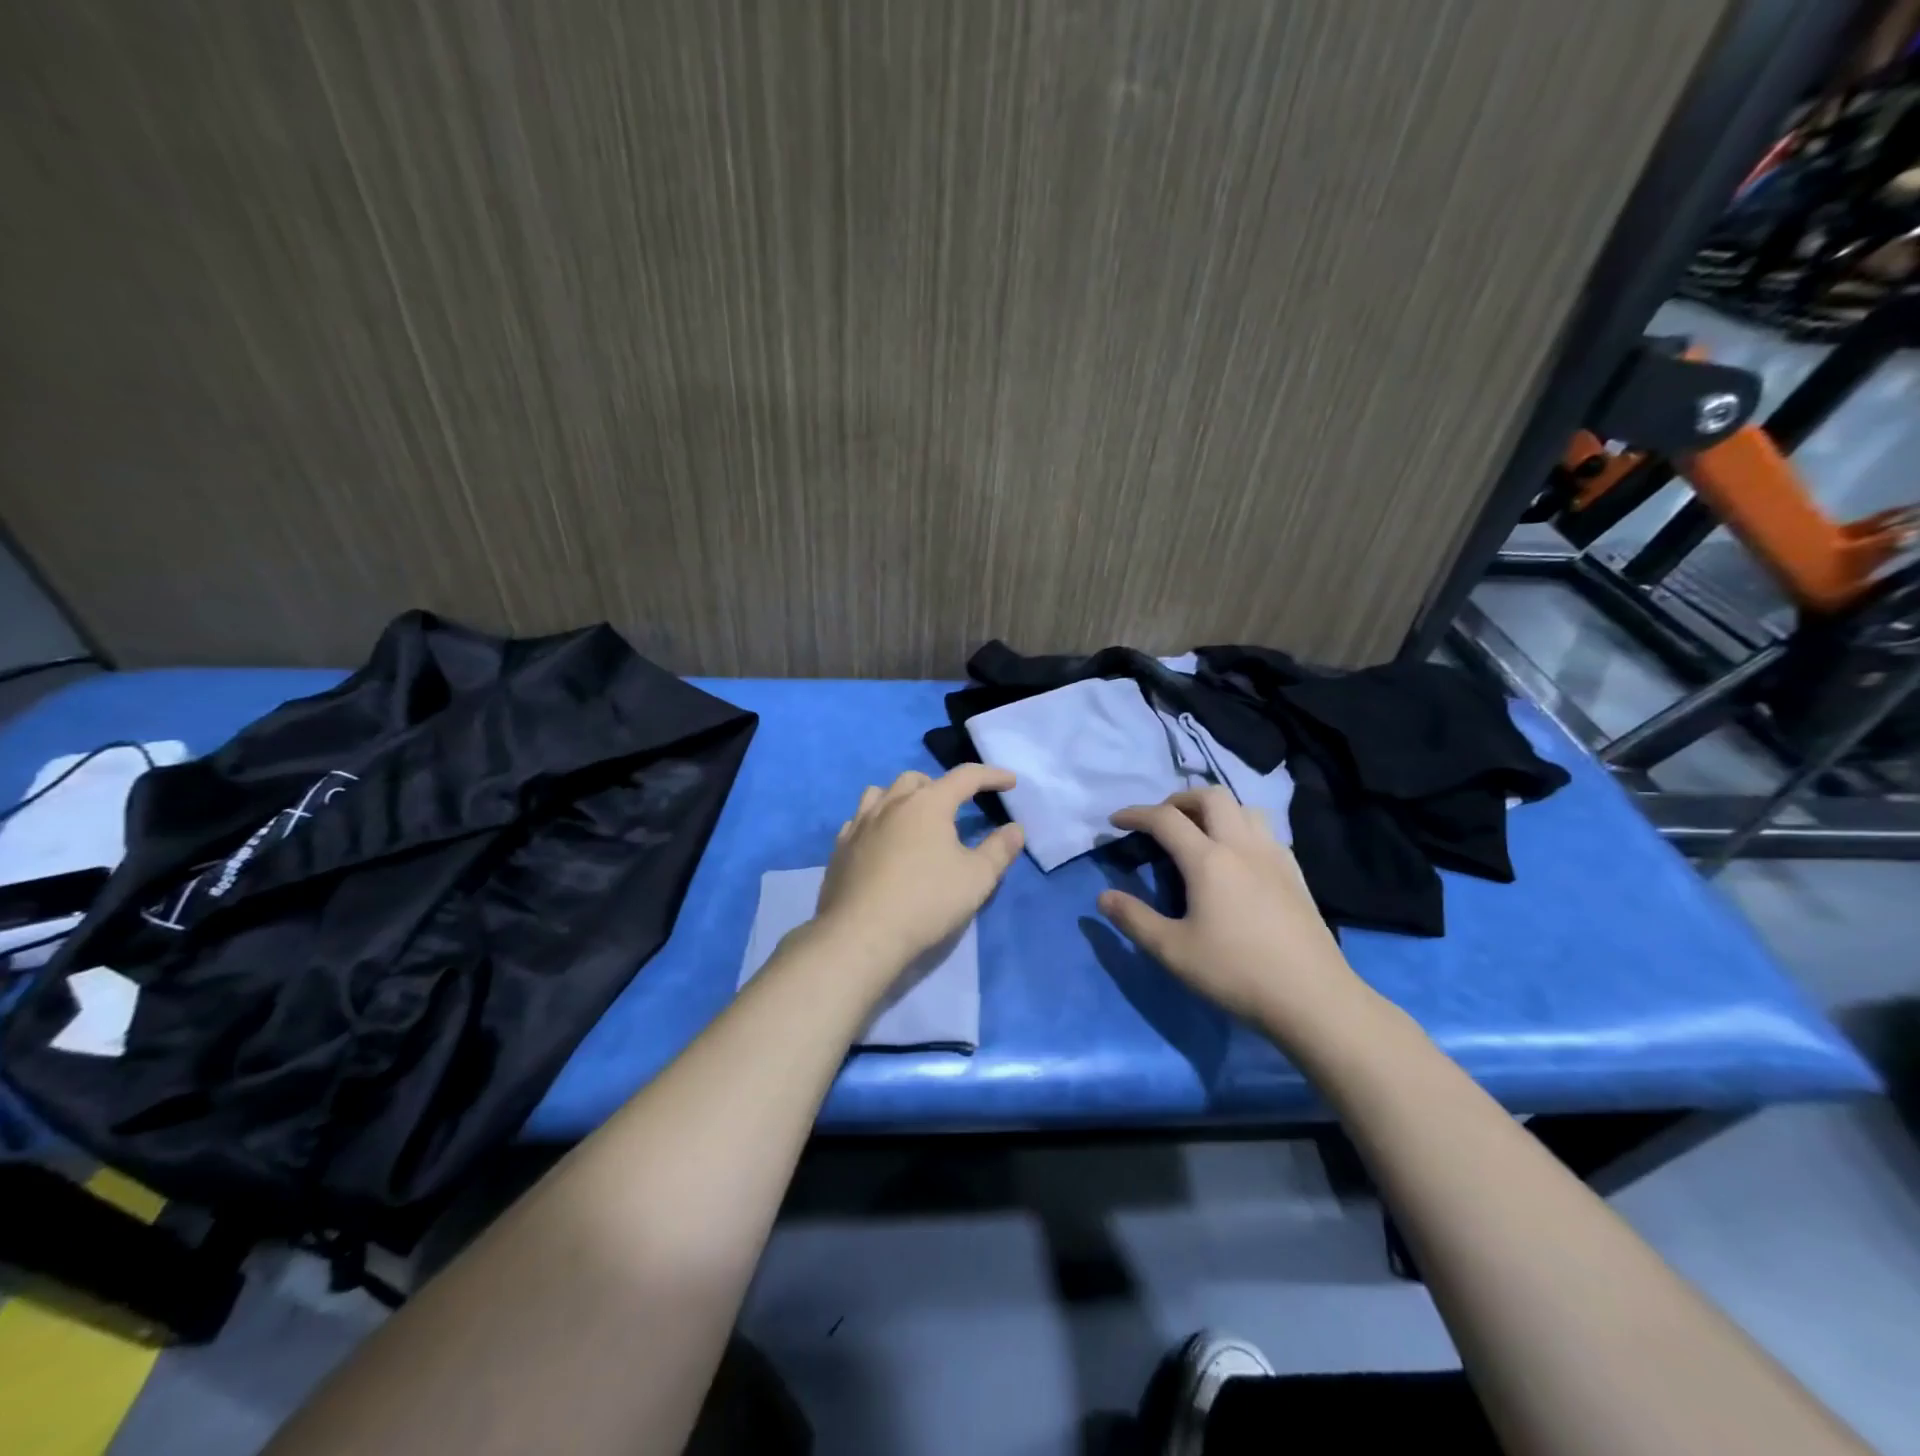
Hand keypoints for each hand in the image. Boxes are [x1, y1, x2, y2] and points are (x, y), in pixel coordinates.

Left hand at [814, 765, 1025, 971]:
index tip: (1010, 781)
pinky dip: (876, 821)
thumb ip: (1000, 849)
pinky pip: (859, 820)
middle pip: (918, 780)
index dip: (992, 775)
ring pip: (881, 793)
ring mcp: (860, 823)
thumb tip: (1015, 829)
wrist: (861, 934)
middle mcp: (891, 803)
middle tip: (956, 807)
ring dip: (903, 797)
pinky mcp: (840, 848)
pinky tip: (881, 841)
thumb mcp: (977, 878)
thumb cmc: (927, 901)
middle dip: (941, 786)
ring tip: (914, 817)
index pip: (965, 777)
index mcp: (928, 803)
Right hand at [1097, 787, 1368, 1038]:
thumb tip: (1104, 897)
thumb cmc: (1236, 972)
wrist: (1313, 998)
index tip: (1115, 821)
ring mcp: (1274, 856)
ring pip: (1244, 808)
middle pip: (1210, 797)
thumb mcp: (1172, 951)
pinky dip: (1241, 828)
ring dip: (1215, 810)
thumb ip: (1134, 919)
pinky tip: (1237, 858)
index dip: (1136, 814)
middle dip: (1179, 800)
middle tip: (1161, 822)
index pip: (1165, 819)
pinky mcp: (1295, 873)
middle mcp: (1242, 846)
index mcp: (1208, 860)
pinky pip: (1265, 831)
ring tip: (1199, 833)